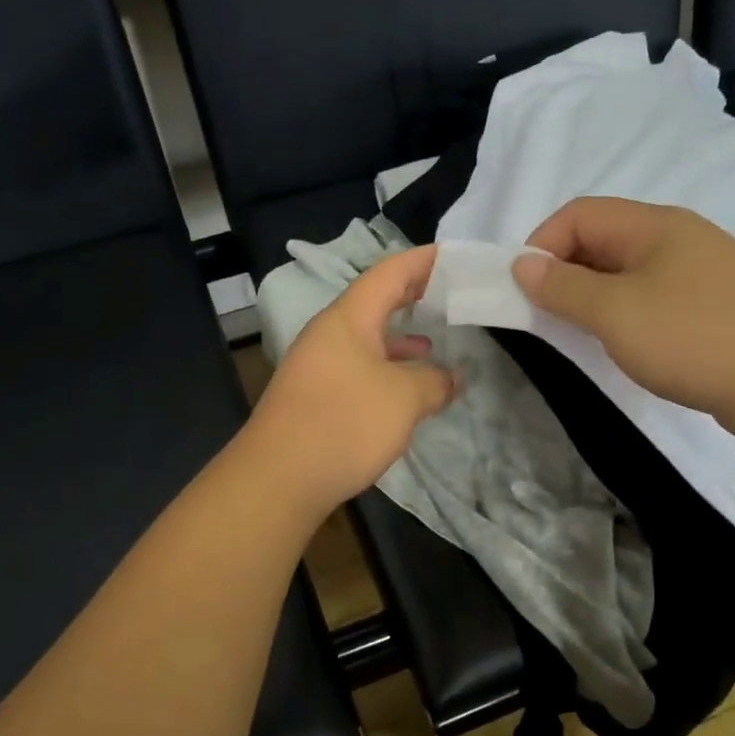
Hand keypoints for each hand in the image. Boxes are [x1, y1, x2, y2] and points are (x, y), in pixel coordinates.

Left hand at [245, 244, 457, 516]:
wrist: (278, 478)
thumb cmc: (344, 423)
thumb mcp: (404, 399)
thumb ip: (433, 381)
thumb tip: (451, 377)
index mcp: (348, 318)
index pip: (390, 272)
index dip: (424, 261)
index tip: (456, 257)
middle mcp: (328, 334)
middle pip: (375, 303)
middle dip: (413, 297)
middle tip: (450, 295)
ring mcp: (318, 366)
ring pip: (366, 340)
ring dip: (400, 339)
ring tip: (435, 344)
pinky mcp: (315, 397)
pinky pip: (358, 369)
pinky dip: (386, 371)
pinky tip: (405, 391)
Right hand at [513, 197, 734, 429]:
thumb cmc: (694, 338)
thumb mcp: (615, 312)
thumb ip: (563, 287)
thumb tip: (522, 264)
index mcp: (654, 225)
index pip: (579, 214)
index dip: (541, 245)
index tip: (524, 291)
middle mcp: (679, 237)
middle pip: (604, 238)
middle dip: (566, 271)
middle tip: (547, 316)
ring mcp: (703, 271)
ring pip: (628, 270)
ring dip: (594, 295)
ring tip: (582, 333)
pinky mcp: (716, 305)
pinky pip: (654, 295)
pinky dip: (626, 312)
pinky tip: (628, 344)